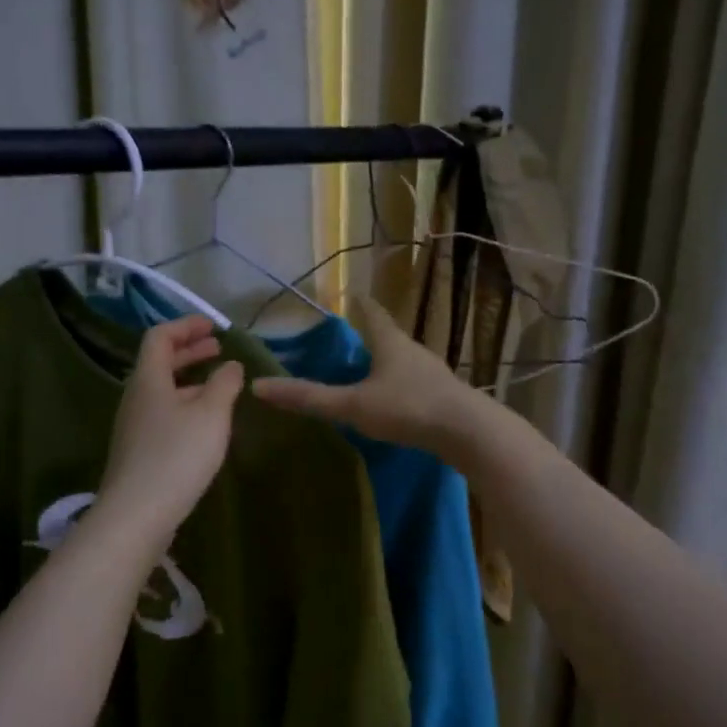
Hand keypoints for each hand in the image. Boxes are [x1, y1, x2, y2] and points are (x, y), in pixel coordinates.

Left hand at [99, 315, 244, 543]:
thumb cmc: (177, 455)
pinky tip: (205, 424)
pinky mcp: (139, 452)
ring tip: (219, 386)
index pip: (160, 337)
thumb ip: (224, 384)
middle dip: (189, 351)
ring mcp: (135, 427)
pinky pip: (163, 415)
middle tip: (217, 348)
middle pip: (159, 363)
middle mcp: (136, 398)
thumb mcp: (211, 414)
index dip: (185, 326)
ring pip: (162, 391)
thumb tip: (231, 365)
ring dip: (189, 380)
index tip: (213, 327)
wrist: (137, 514)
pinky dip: (185, 405)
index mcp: (148, 379)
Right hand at [250, 294, 486, 454]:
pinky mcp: (446, 396)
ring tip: (370, 371)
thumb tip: (259, 387)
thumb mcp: (353, 405)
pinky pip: (417, 383)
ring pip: (405, 361)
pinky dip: (402, 385)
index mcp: (390, 343)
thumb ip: (309, 398)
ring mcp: (434, 373)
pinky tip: (396, 401)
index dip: (359, 304)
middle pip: (390, 336)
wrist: (468, 432)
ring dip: (388, 362)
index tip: (352, 294)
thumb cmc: (407, 409)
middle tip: (352, 338)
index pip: (372, 313)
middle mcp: (414, 351)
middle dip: (372, 336)